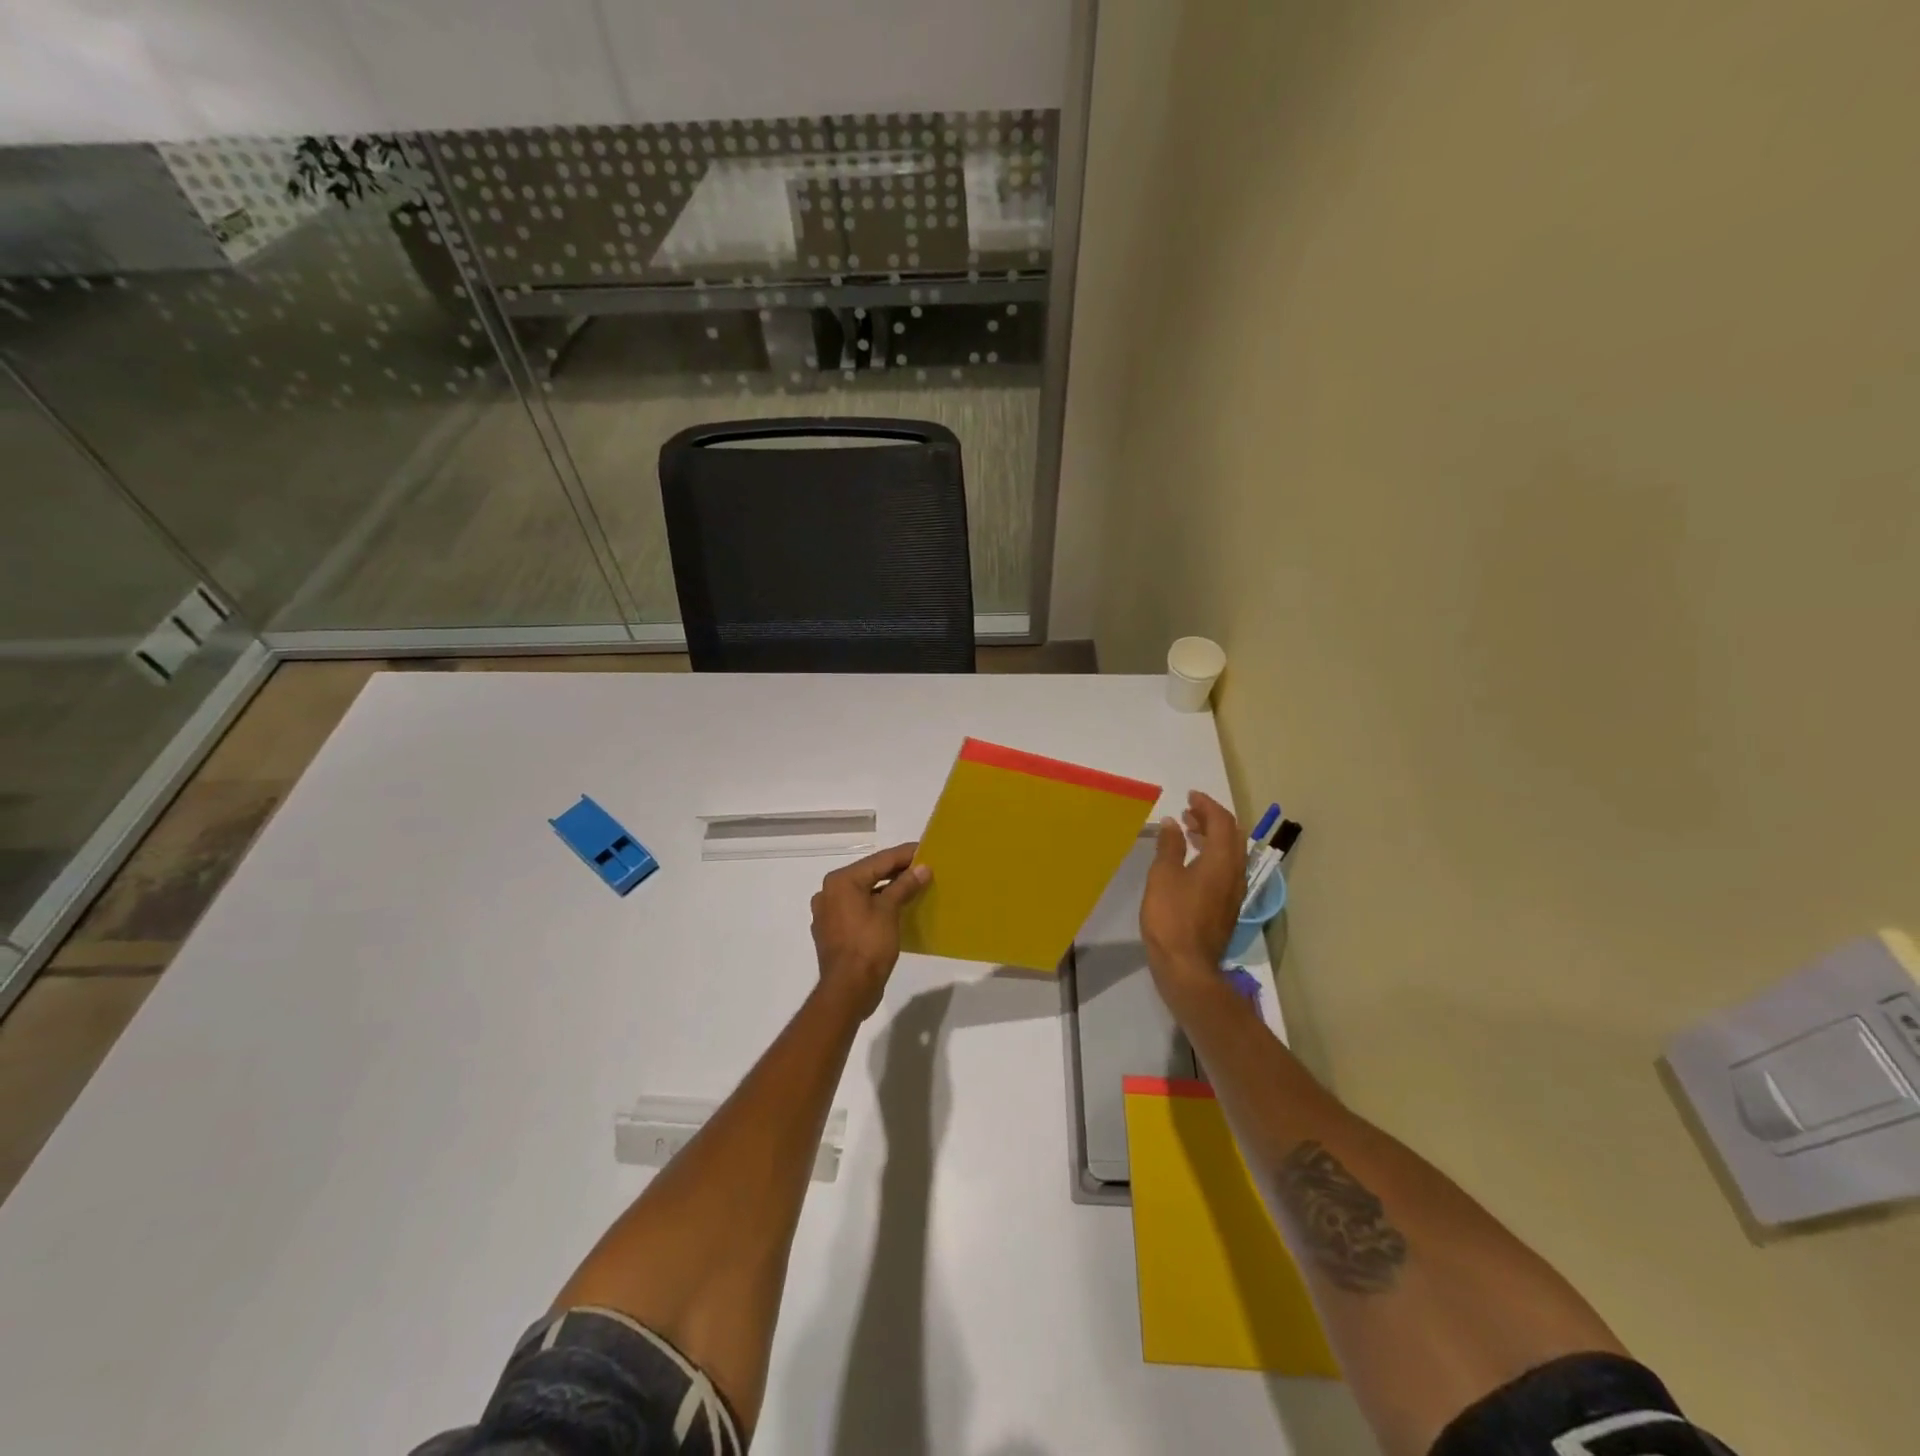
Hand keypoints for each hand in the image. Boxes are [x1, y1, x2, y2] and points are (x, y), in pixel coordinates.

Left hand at [809, 842, 929, 1019]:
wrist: (848, 990)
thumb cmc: (868, 945)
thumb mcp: (889, 911)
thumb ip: (904, 885)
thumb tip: (922, 868)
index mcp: (841, 881)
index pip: (879, 860)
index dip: (904, 855)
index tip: (925, 849)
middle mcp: (829, 892)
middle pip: (869, 874)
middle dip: (896, 872)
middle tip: (923, 868)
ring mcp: (828, 913)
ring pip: (863, 892)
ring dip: (886, 889)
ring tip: (912, 887)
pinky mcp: (833, 931)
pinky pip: (857, 909)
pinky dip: (875, 906)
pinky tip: (893, 909)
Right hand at [1140, 791, 1245, 1003]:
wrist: (1187, 967)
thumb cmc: (1172, 917)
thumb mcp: (1163, 876)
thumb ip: (1170, 846)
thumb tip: (1175, 823)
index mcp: (1222, 861)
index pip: (1222, 822)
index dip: (1207, 805)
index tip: (1190, 796)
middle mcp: (1235, 873)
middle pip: (1232, 836)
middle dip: (1212, 819)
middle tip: (1189, 812)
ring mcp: (1234, 892)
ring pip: (1230, 854)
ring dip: (1212, 837)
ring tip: (1188, 831)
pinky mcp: (1227, 908)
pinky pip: (1225, 870)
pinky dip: (1212, 855)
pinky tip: (1192, 862)